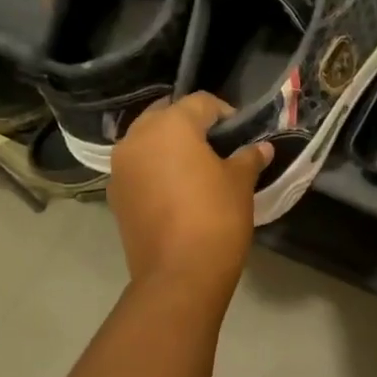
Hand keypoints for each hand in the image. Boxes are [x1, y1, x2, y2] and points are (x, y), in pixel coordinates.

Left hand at [108, 94, 269, 293]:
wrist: (179, 274)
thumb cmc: (216, 217)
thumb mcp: (240, 183)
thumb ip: (248, 158)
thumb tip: (261, 148)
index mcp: (170, 126)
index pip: (200, 102)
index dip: (225, 113)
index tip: (241, 132)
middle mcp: (137, 138)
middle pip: (166, 116)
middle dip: (191, 124)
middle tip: (217, 145)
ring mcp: (120, 168)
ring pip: (147, 141)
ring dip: (169, 146)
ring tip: (196, 167)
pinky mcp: (116, 195)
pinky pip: (138, 169)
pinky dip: (155, 170)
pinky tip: (176, 191)